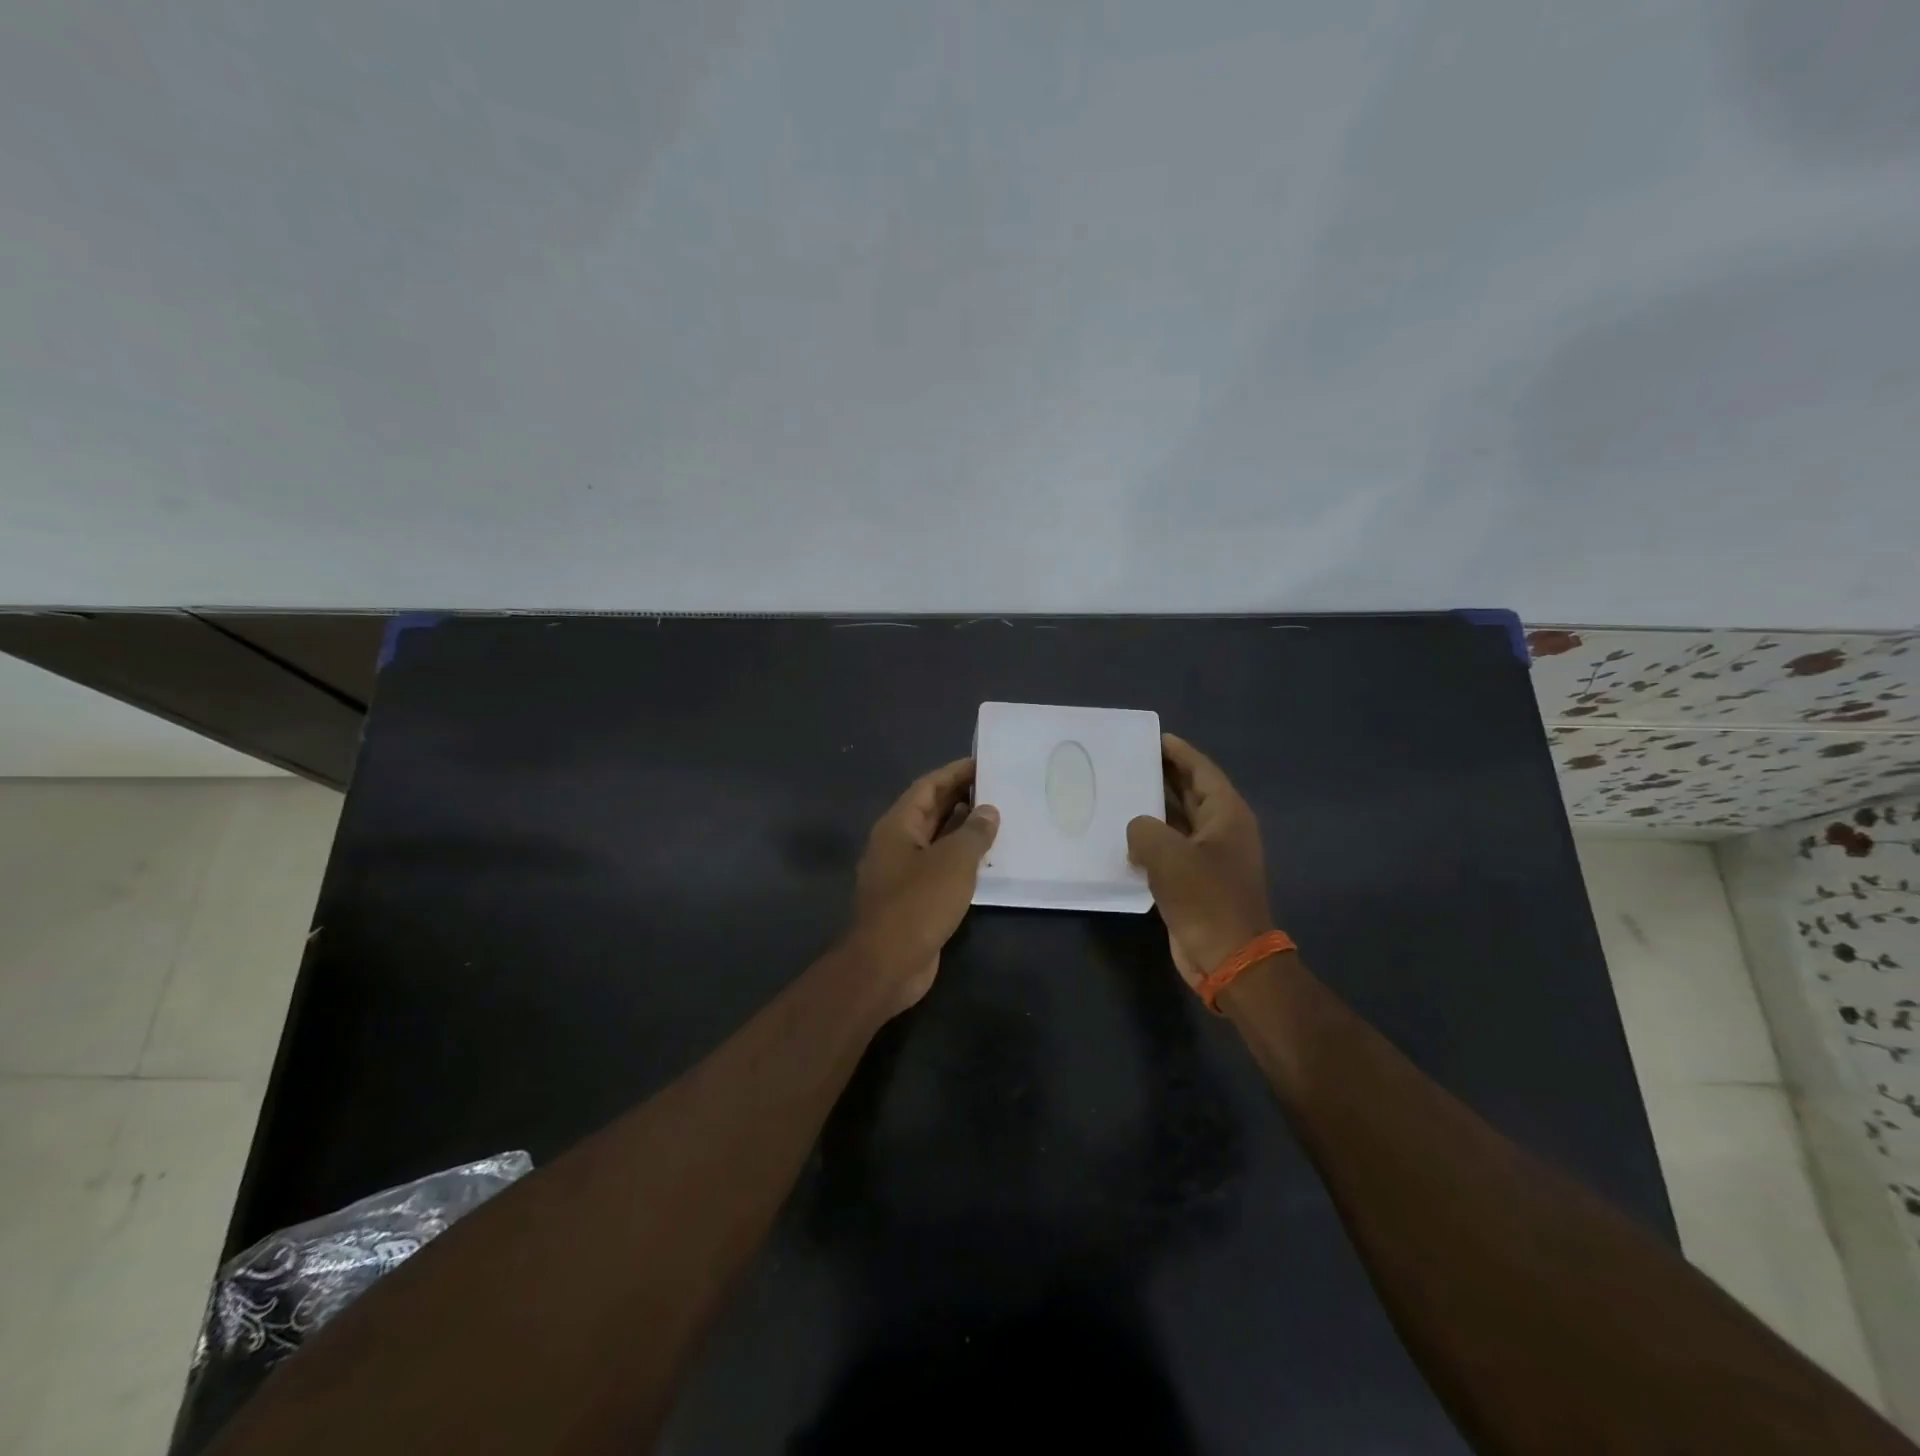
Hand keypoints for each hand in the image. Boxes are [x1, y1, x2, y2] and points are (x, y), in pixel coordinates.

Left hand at [851, 758, 999, 1014]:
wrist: (887, 964)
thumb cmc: (918, 904)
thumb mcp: (953, 862)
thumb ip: (973, 833)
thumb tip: (988, 811)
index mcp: (897, 826)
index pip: (927, 787)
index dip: (954, 773)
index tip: (984, 762)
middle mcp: (896, 844)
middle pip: (930, 811)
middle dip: (961, 798)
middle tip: (998, 787)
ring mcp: (902, 873)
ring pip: (936, 841)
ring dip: (963, 829)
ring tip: (1000, 818)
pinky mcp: (913, 899)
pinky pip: (940, 868)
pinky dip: (961, 860)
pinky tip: (988, 861)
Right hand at [1126, 734, 1273, 988]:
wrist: (1228, 957)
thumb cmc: (1205, 898)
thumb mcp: (1167, 855)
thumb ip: (1144, 829)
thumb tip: (1138, 830)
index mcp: (1227, 815)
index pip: (1202, 772)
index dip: (1180, 754)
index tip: (1156, 738)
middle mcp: (1222, 831)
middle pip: (1192, 793)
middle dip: (1165, 776)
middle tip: (1132, 761)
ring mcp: (1210, 858)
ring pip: (1180, 822)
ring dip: (1155, 809)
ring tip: (1122, 793)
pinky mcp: (1196, 882)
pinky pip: (1171, 850)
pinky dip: (1151, 840)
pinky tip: (1124, 838)